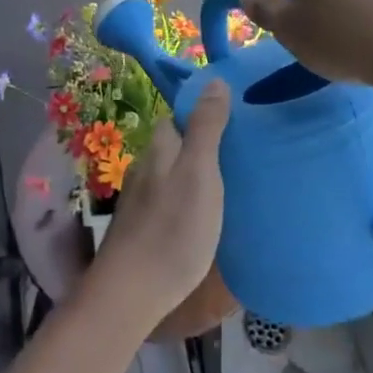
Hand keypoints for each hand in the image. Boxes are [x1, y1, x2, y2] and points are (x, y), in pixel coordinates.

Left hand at [94, 83, 229, 323]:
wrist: (132, 292)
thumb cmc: (173, 228)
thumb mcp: (200, 172)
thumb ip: (206, 127)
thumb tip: (214, 80)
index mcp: (160, 149)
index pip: (177, 116)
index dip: (202, 112)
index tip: (234, 118)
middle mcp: (145, 168)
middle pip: (175, 145)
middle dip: (201, 144)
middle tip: (240, 153)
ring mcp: (140, 201)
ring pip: (171, 174)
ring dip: (194, 174)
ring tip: (230, 184)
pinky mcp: (142, 229)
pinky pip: (169, 202)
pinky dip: (187, 201)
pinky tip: (204, 217)